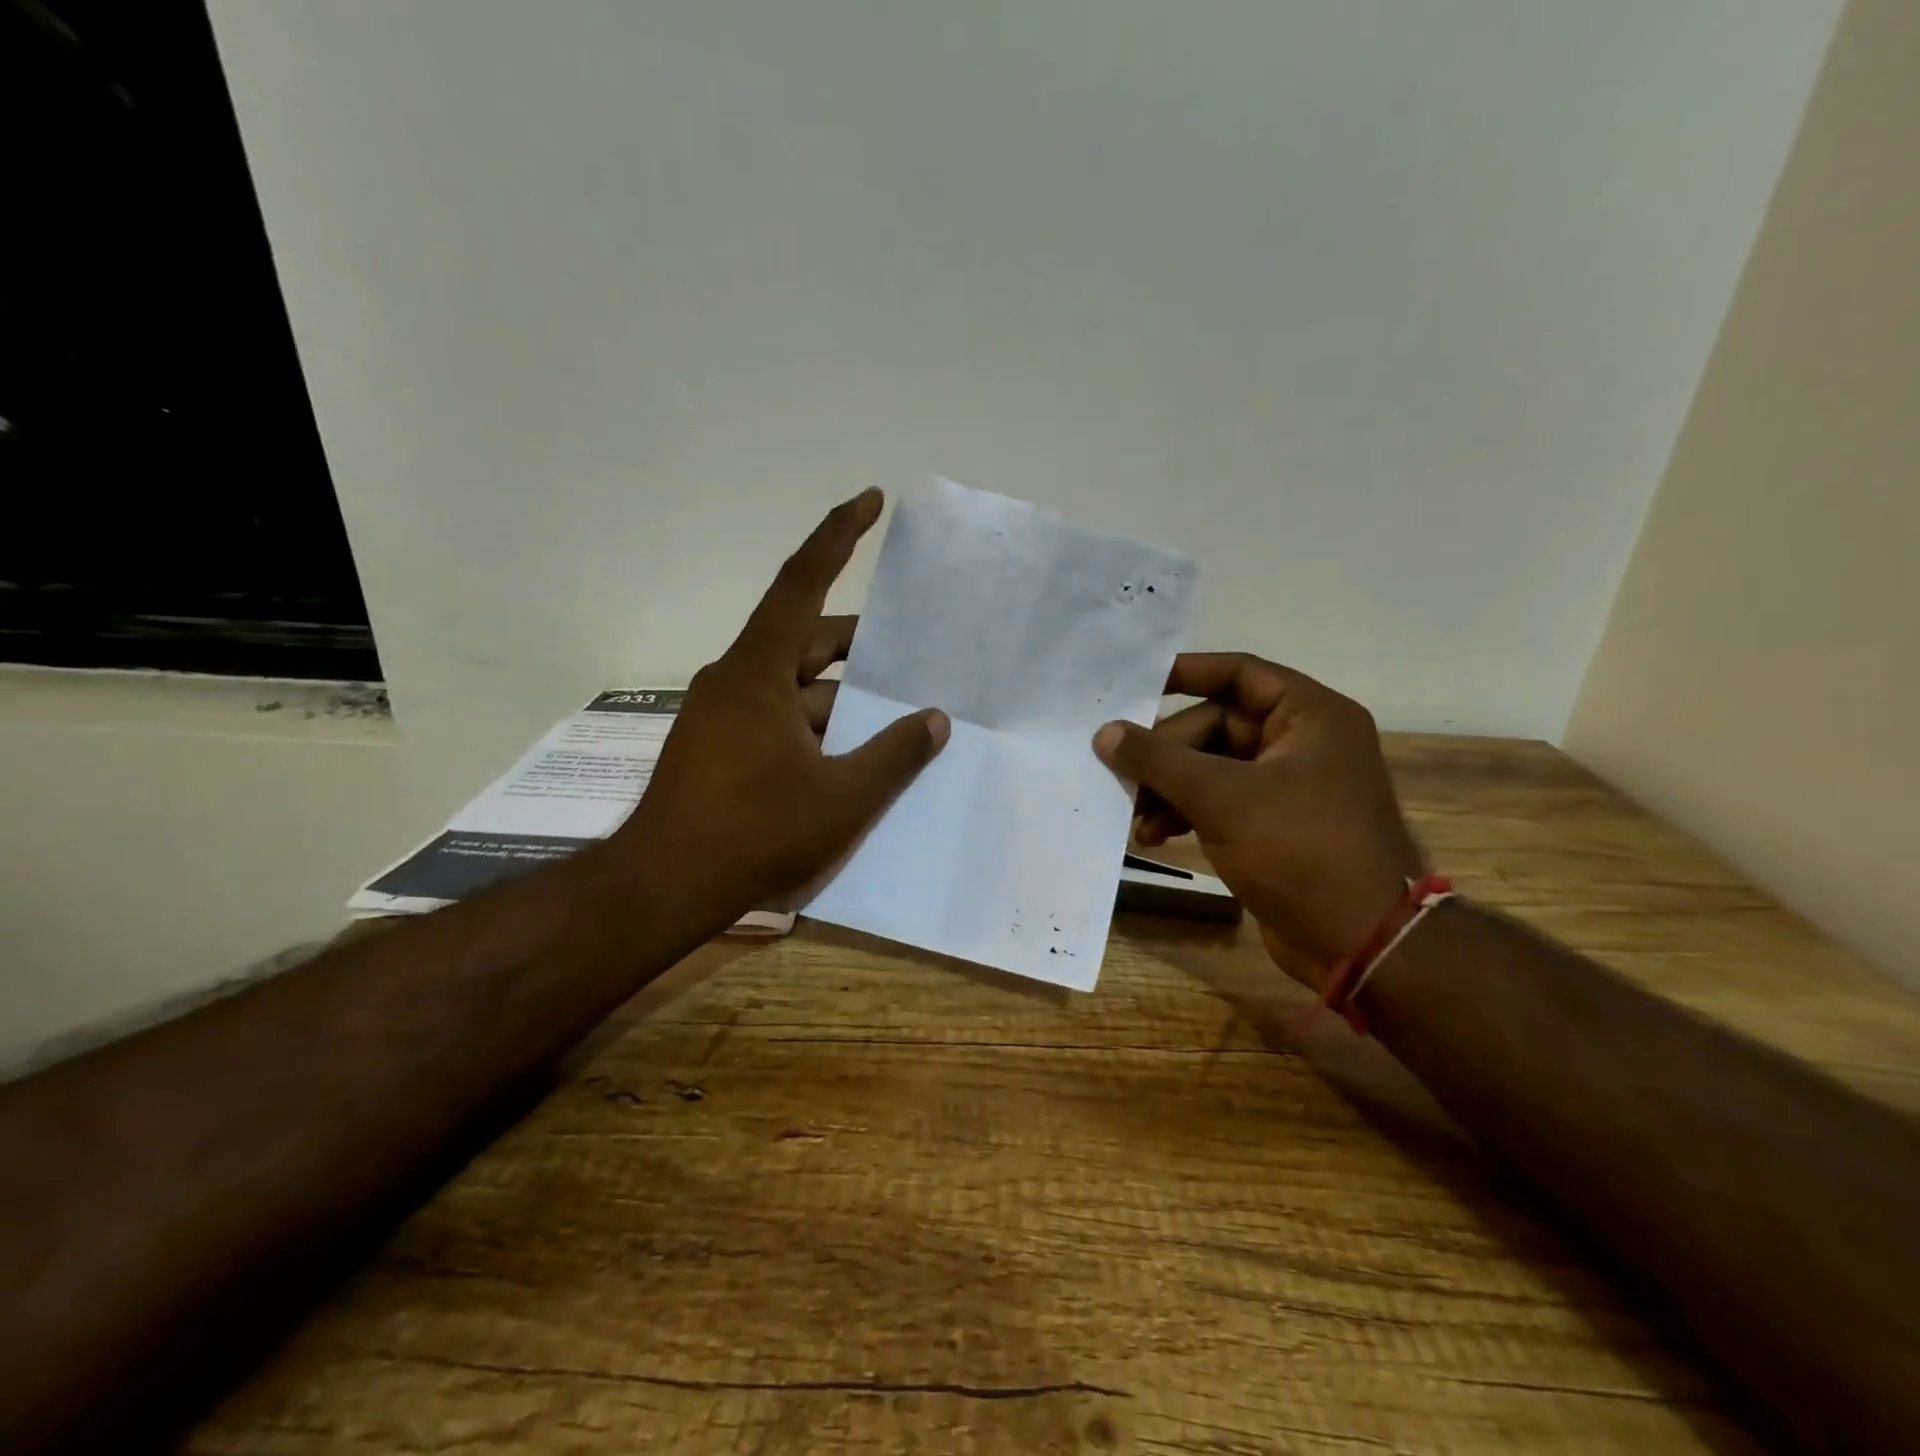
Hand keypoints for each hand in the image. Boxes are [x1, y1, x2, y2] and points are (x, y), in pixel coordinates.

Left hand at [611, 489, 948, 933]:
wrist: (663, 887)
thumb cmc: (753, 832)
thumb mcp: (841, 796)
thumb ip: (895, 754)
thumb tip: (935, 720)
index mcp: (758, 672)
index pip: (802, 583)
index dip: (838, 536)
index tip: (870, 500)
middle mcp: (736, 680)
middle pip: (807, 640)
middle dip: (860, 646)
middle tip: (911, 654)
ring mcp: (723, 715)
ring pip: (796, 686)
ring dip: (842, 697)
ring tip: (895, 717)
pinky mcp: (720, 746)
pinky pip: (779, 717)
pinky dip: (817, 725)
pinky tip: (852, 754)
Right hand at [1093, 654, 1421, 987]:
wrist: (1359, 943)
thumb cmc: (1299, 850)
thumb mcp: (1221, 797)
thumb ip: (1158, 759)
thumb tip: (1105, 732)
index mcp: (1310, 716)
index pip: (1238, 673)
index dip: (1185, 673)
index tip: (1133, 685)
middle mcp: (1303, 741)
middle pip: (1216, 726)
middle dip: (1166, 755)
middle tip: (1124, 776)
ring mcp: (1291, 785)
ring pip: (1213, 767)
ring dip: (1170, 789)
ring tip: (1135, 817)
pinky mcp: (1276, 824)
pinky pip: (1221, 801)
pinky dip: (1187, 812)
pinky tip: (1155, 836)